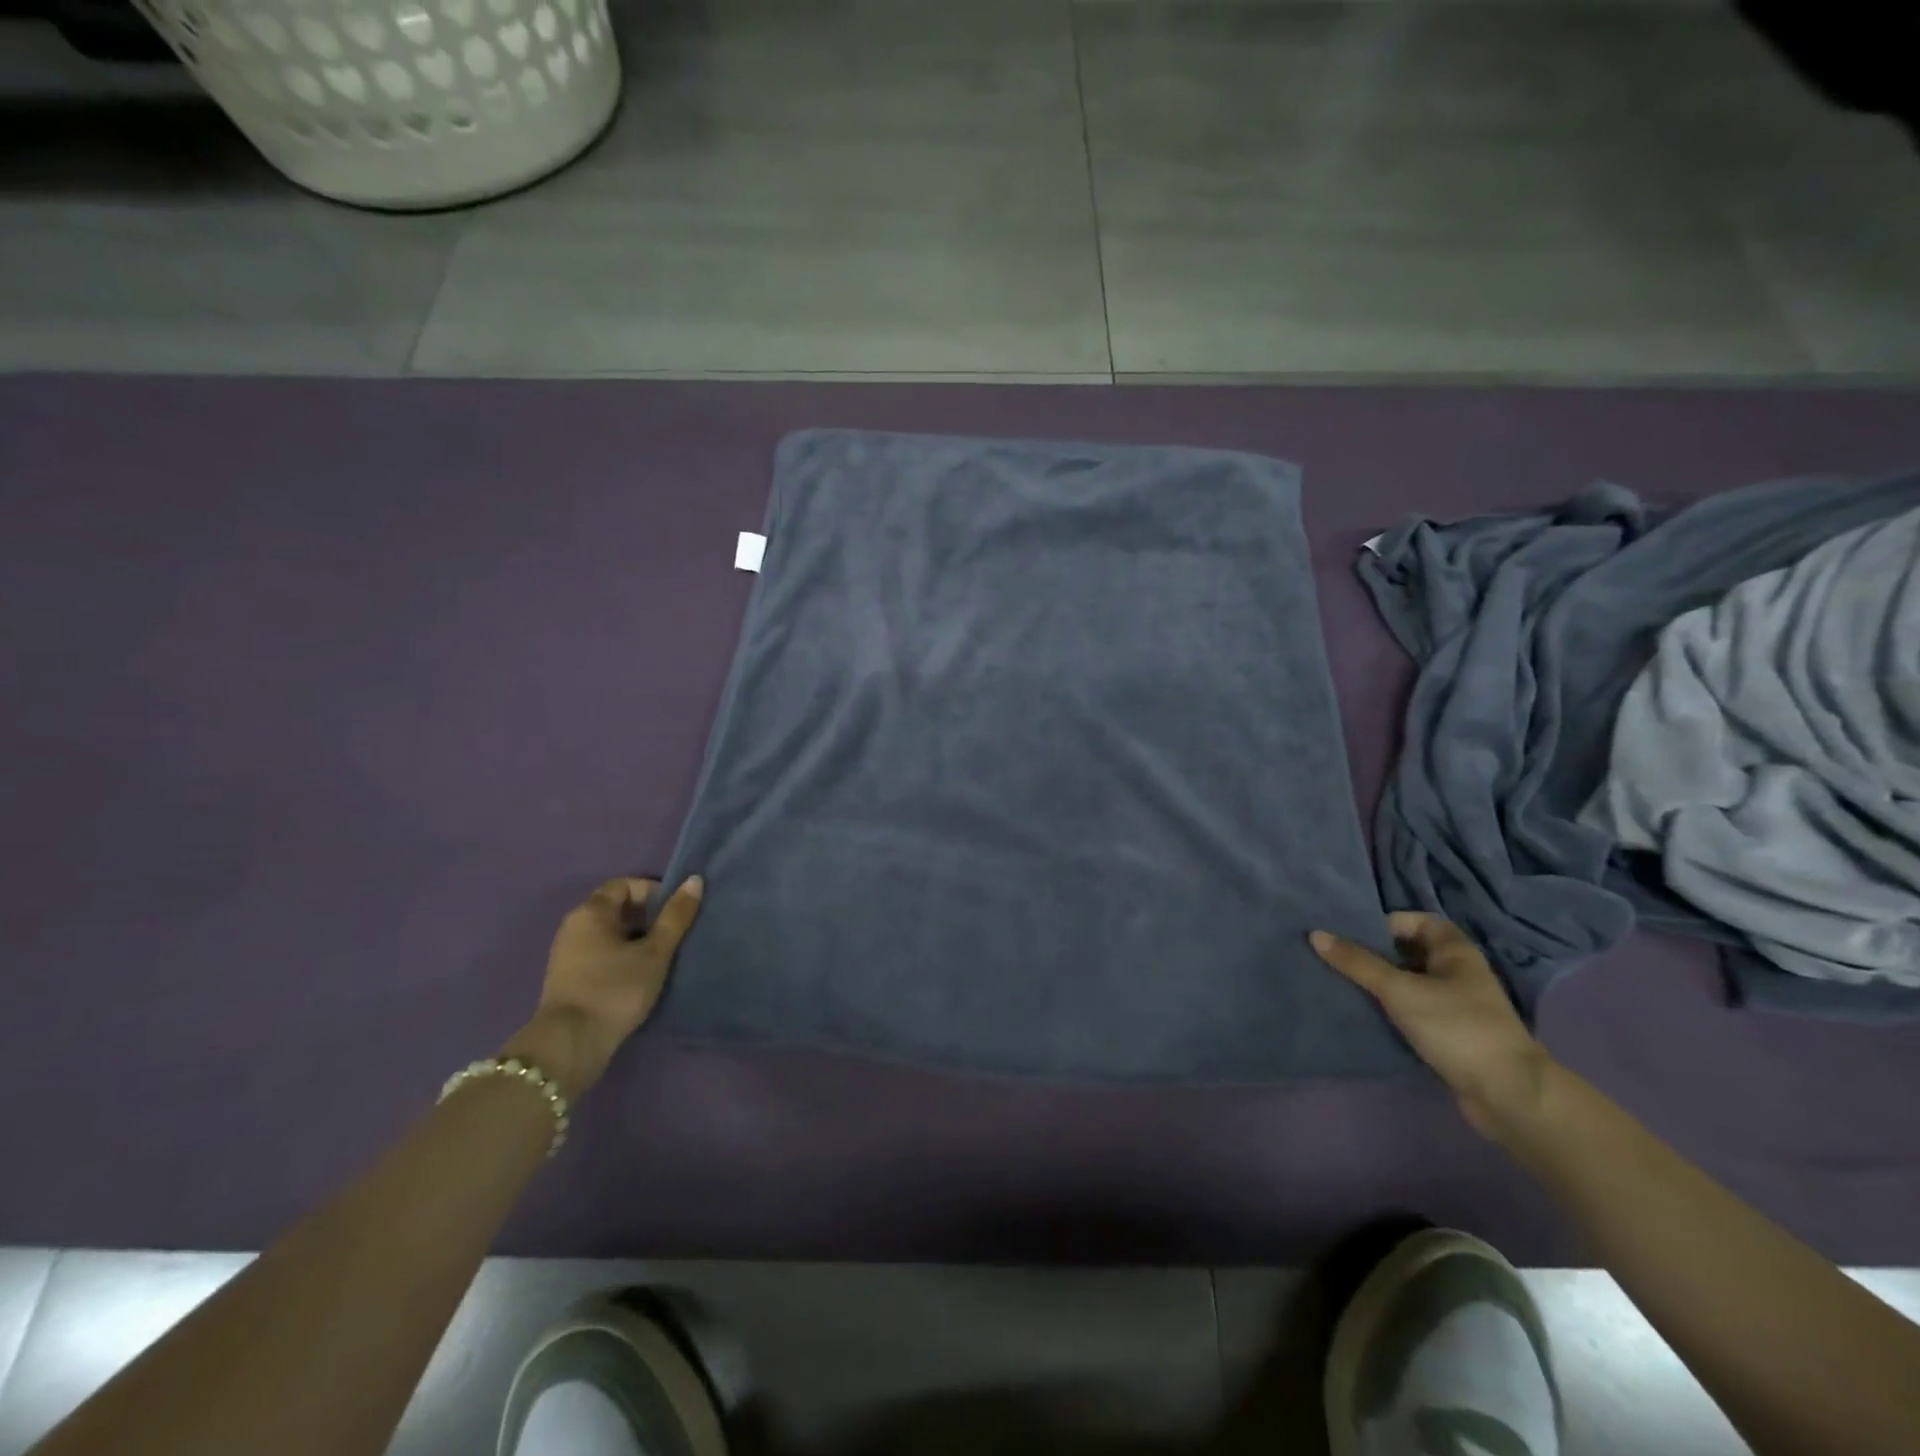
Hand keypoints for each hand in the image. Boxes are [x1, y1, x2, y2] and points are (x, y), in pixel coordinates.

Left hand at [503, 875, 703, 1100]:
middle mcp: (573, 926)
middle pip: (615, 908)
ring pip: (608, 933)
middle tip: (673, 934)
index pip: (624, 885)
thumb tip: (694, 880)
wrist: (570, 1044)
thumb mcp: (655, 952)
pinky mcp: (568, 978)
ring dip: (635, 938)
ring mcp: (567, 953)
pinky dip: (621, 956)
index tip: (674, 911)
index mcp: (591, 912)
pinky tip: (639, 975)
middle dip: (647, 916)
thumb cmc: (616, 988)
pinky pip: (600, 953)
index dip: (652, 891)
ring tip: (660, 956)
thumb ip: (676, 916)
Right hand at [1311, 913, 1554, 1140]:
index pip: (1413, 921)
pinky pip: (1412, 1008)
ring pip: (1408, 981)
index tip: (1347, 934)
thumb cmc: (1456, 1027)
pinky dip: (1390, 1008)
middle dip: (1373, 953)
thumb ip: (1357, 962)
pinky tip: (1364, 1012)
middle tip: (1334, 957)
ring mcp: (1456, 1003)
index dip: (1381, 923)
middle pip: (1407, 951)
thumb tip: (1316, 934)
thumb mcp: (1399, 989)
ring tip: (1340, 982)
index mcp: (1455, 951)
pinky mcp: (1450, 1032)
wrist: (1507, 1094)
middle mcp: (1457, 971)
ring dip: (1379, 982)